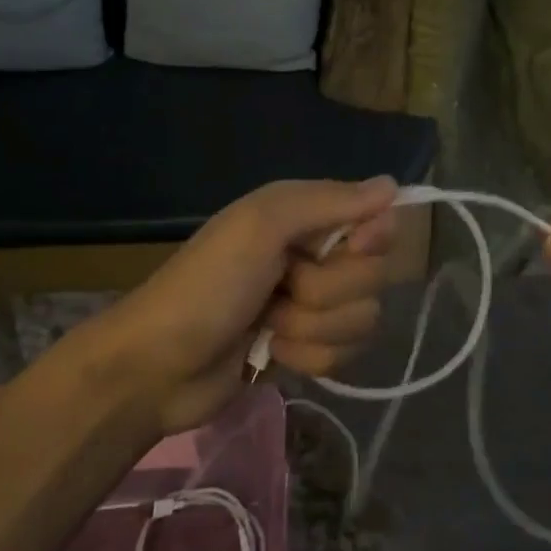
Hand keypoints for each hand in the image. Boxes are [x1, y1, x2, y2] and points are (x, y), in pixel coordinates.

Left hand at [78, 177, 397, 432]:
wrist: (157, 366)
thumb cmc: (208, 284)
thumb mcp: (262, 226)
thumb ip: (329, 201)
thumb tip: (394, 184)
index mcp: (305, 216)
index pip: (376, 219)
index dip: (372, 238)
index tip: (353, 247)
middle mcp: (315, 254)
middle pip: (373, 275)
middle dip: (328, 291)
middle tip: (282, 288)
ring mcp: (312, 306)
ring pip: (362, 318)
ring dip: (313, 328)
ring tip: (269, 325)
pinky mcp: (307, 349)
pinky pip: (344, 354)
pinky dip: (307, 357)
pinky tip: (272, 353)